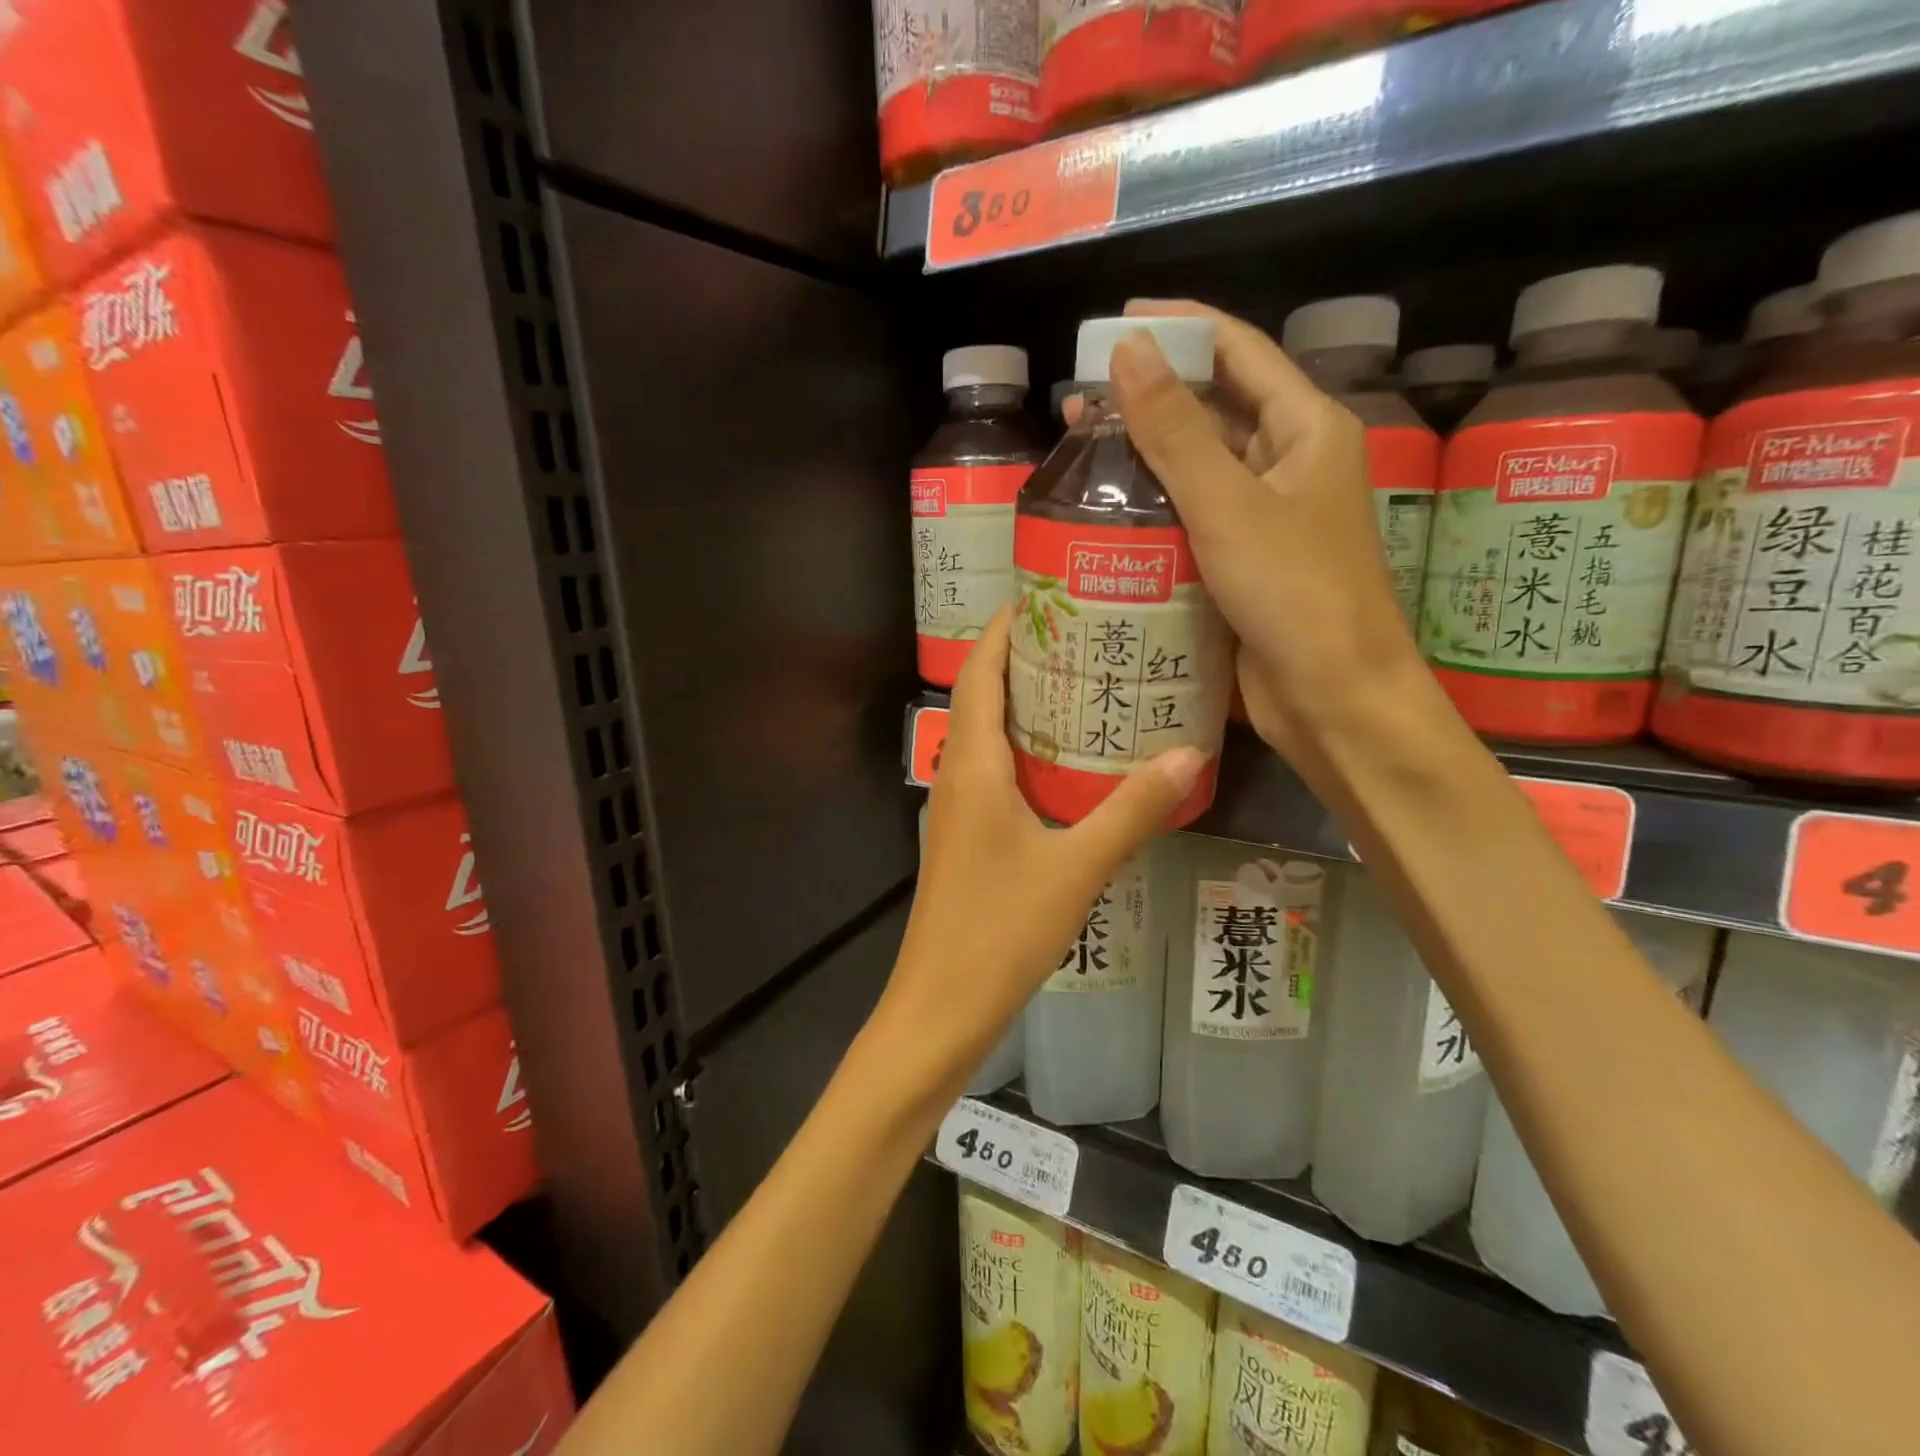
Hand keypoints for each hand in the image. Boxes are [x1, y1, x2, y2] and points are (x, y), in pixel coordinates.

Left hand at [879, 607, 1203, 1081]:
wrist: (941, 1005)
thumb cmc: (1000, 930)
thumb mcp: (1076, 867)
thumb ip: (1132, 810)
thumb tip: (1190, 754)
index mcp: (973, 764)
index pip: (980, 673)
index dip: (1006, 629)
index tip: (1047, 595)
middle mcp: (959, 775)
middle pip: (984, 696)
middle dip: (1027, 659)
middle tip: (1088, 635)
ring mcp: (961, 809)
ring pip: (991, 736)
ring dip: (1030, 706)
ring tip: (1091, 686)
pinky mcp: (970, 838)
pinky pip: (998, 774)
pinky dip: (1031, 752)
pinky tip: (1076, 766)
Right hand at [1103, 300, 1424, 759]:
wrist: (1333, 699)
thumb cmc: (1295, 593)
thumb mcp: (1228, 504)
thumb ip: (1176, 430)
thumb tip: (1127, 349)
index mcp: (1307, 429)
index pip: (1239, 351)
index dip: (1181, 327)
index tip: (1117, 322)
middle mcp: (1289, 465)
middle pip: (1215, 409)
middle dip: (1150, 399)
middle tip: (1080, 402)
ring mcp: (1267, 519)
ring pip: (1199, 470)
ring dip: (1146, 459)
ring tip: (1081, 453)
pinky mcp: (1243, 565)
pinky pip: (1193, 522)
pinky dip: (1154, 513)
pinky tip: (1108, 515)